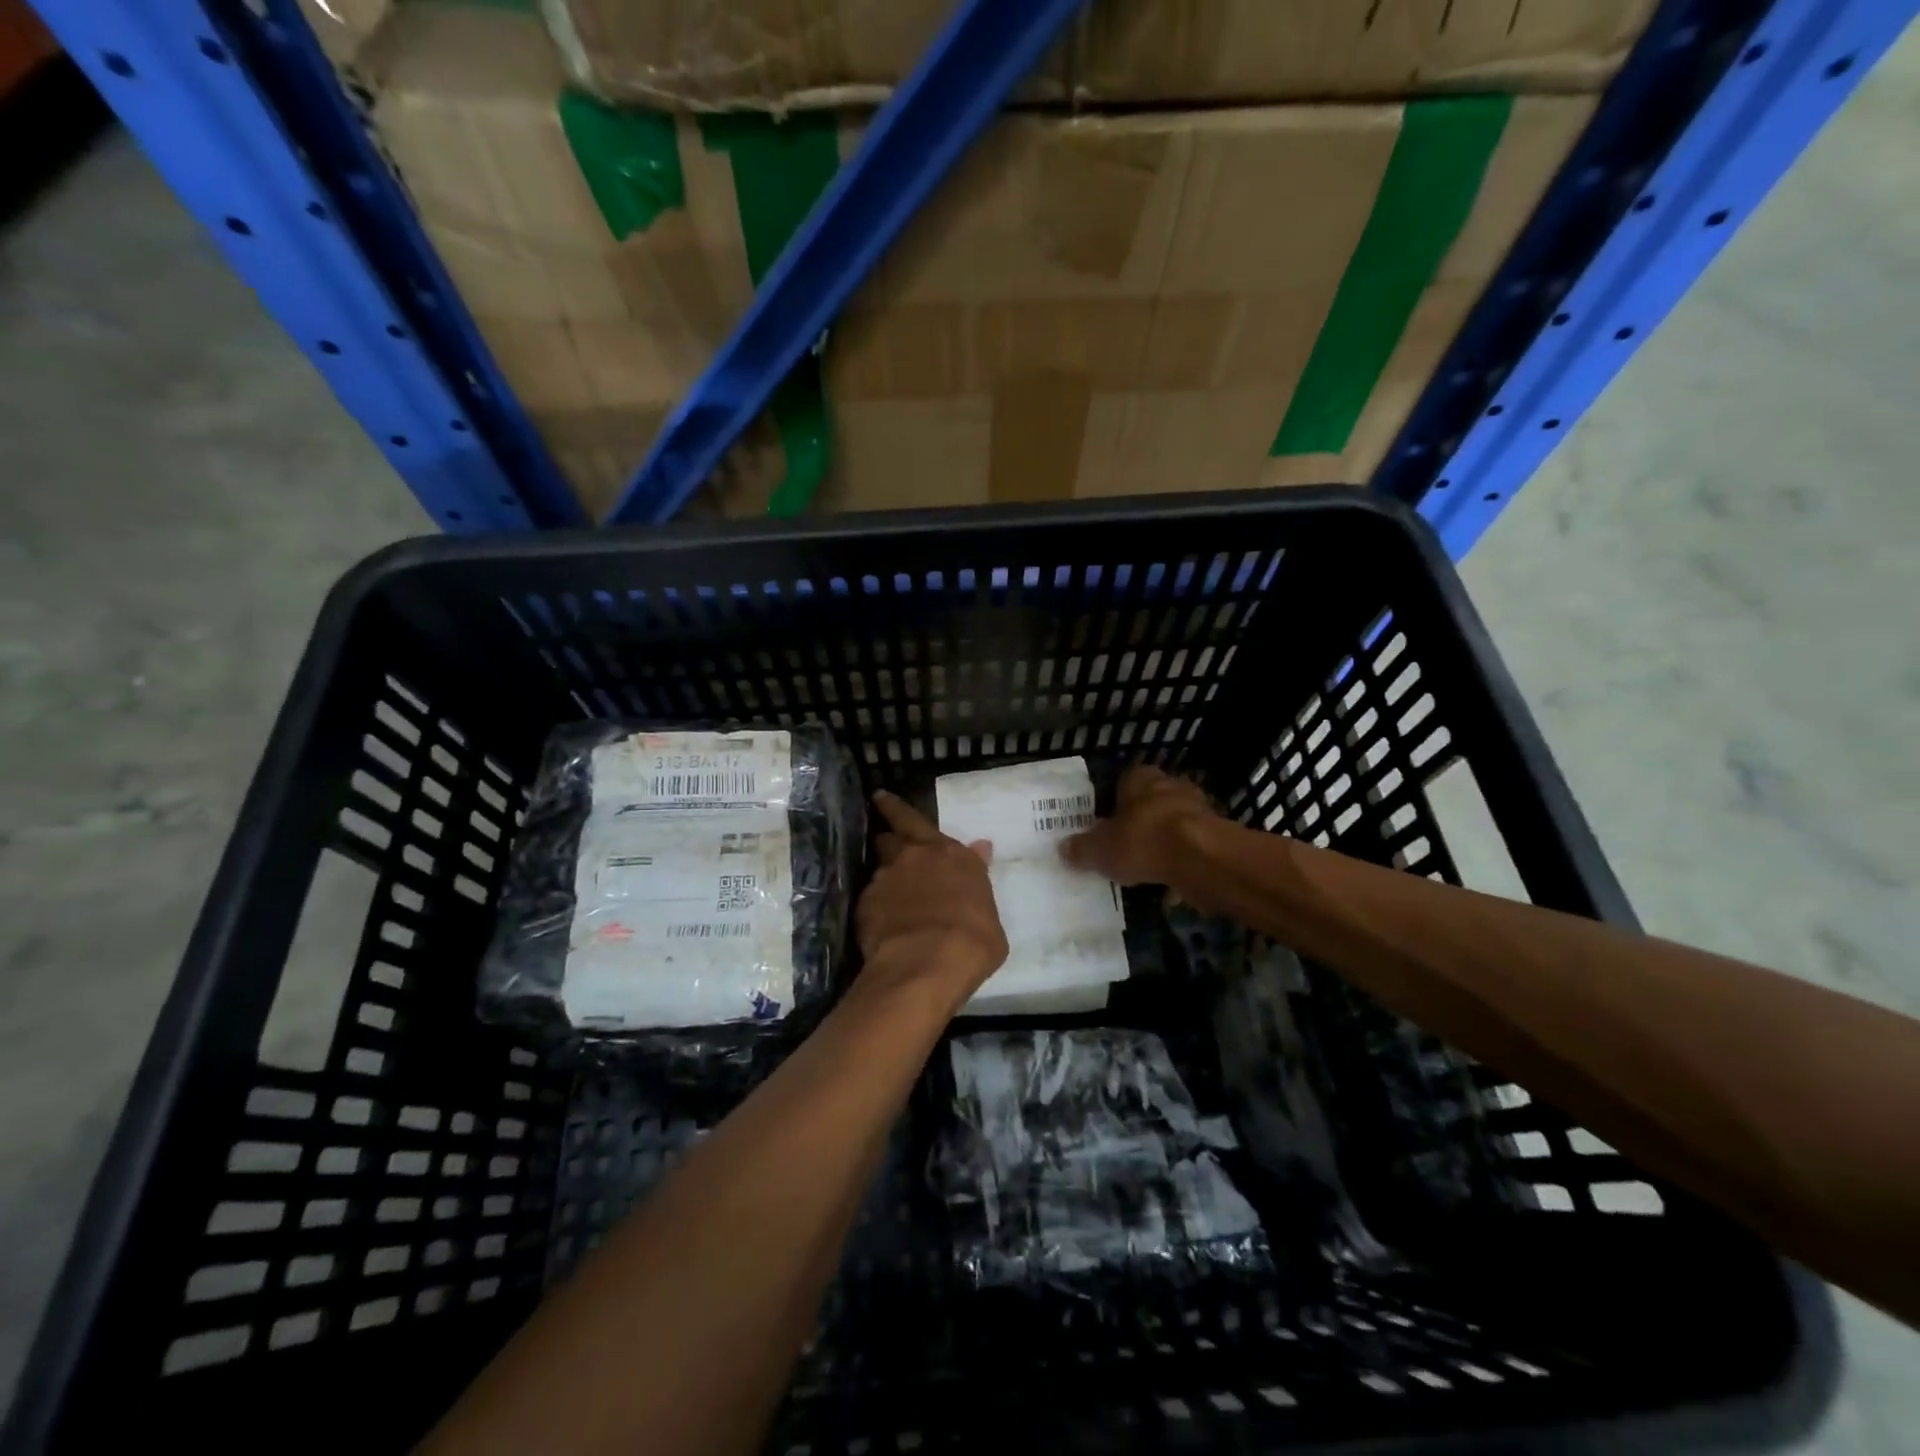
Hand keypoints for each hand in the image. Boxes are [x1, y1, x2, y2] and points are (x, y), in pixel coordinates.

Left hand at [856, 791, 1008, 1006]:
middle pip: (890, 836)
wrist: (928, 964)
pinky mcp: (865, 905)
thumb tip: (982, 850)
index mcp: (948, 853)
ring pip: (879, 868)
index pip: (916, 819)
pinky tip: (882, 924)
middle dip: (888, 837)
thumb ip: (977, 879)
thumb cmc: (973, 940)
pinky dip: (876, 907)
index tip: (881, 798)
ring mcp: (885, 880)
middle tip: (886, 841)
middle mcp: (913, 857)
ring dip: (885, 876)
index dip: (895, 808)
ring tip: (890, 894)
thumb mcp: (990, 911)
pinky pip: (870, 900)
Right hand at [1061, 764, 1217, 887]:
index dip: (1112, 803)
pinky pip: (1190, 849)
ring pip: (1171, 825)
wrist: (1202, 859)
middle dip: (1138, 823)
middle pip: (1149, 804)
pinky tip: (1169, 884)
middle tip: (1122, 848)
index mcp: (1139, 777)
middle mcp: (1170, 785)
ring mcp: (1198, 809)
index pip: (1122, 783)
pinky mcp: (1216, 836)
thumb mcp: (1100, 849)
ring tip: (1144, 869)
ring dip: (1161, 844)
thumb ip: (1082, 849)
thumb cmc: (1144, 841)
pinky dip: (1180, 863)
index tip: (1103, 825)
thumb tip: (1063, 848)